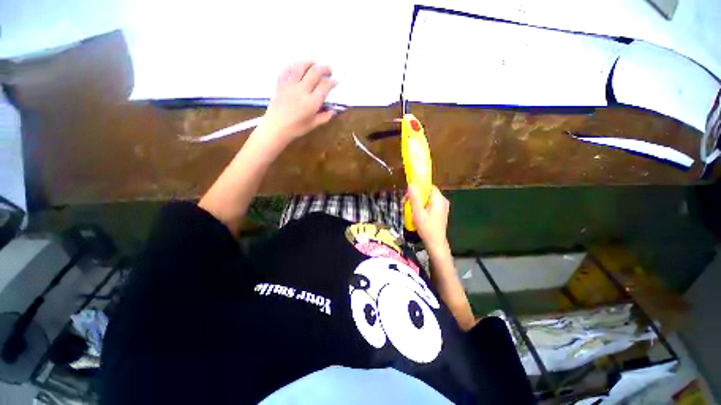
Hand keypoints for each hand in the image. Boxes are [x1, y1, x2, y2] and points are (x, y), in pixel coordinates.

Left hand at [262, 61, 337, 145]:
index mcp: (312, 102)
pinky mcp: (280, 83)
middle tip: (329, 70)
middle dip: (325, 69)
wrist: (276, 128)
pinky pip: (287, 69)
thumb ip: (325, 117)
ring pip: (301, 66)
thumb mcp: (313, 124)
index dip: (332, 81)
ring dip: (310, 62)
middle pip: (315, 72)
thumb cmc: (296, 128)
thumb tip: (333, 110)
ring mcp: (290, 85)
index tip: (335, 81)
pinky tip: (299, 67)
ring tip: (314, 64)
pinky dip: (295, 65)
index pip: (325, 86)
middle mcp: (302, 90)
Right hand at [407, 185, 450, 253]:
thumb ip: (415, 198)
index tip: (409, 194)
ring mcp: (443, 207)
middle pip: (428, 192)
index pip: (428, 186)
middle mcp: (443, 201)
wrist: (435, 243)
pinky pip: (430, 205)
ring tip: (410, 209)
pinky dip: (423, 206)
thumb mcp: (418, 212)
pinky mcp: (441, 213)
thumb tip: (411, 184)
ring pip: (428, 199)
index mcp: (439, 199)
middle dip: (416, 196)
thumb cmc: (426, 228)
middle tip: (407, 203)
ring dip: (418, 202)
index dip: (418, 188)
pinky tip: (417, 214)